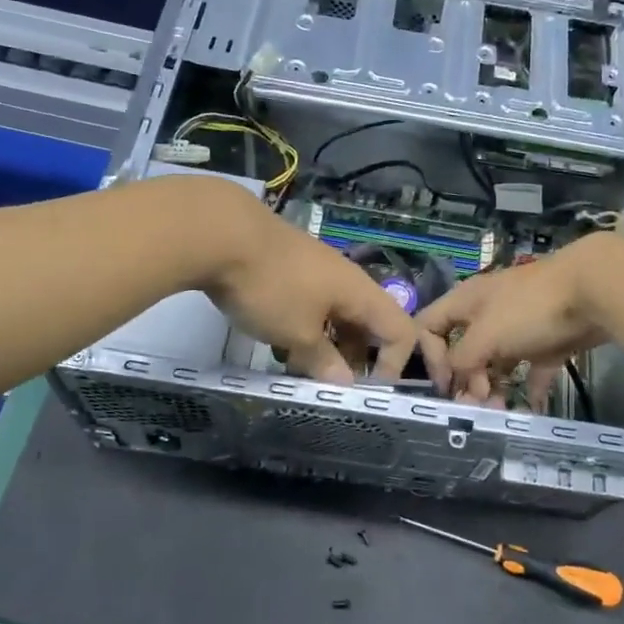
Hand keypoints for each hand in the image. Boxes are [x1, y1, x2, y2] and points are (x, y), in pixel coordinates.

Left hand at [198, 188, 447, 384]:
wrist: (223, 233)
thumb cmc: (271, 288)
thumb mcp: (297, 334)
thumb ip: (323, 360)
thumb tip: (344, 381)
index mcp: (360, 293)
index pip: (400, 330)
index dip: (393, 364)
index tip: (364, 390)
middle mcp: (346, 279)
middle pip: (367, 323)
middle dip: (353, 357)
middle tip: (326, 383)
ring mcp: (316, 270)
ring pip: (335, 314)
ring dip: (324, 344)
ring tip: (296, 367)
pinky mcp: (290, 266)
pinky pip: (310, 304)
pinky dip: (303, 326)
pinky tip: (275, 341)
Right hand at [415, 236, 616, 404]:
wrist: (593, 290)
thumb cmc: (529, 309)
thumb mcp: (485, 335)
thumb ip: (463, 360)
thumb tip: (458, 378)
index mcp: (466, 302)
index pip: (429, 326)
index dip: (429, 356)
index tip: (445, 386)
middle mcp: (488, 312)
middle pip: (464, 349)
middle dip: (466, 380)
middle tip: (477, 405)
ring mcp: (520, 326)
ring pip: (498, 361)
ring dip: (495, 388)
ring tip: (500, 411)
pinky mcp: (549, 340)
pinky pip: (534, 368)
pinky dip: (532, 388)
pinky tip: (532, 408)